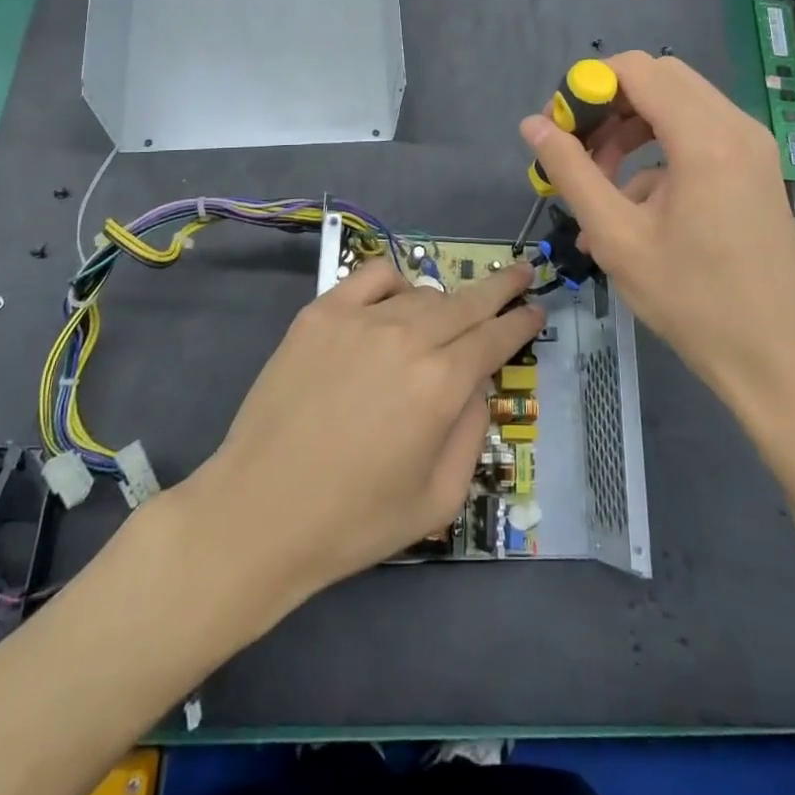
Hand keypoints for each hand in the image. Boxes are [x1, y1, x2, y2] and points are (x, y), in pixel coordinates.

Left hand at [188, 259, 540, 605]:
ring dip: (446, 302)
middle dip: (501, 288)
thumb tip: (475, 383)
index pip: (495, 337)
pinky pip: (373, 277)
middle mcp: (407, 339)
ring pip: (423, 293)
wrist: (259, 513)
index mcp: (442, 385)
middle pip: (468, 301)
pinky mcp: (321, 313)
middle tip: (521, 273)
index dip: (521, 322)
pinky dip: (395, 283)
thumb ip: (470, 431)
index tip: (535, 310)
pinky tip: (396, 302)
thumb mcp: (439, 498)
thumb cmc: (354, 520)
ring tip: (448, 318)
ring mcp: (361, 319)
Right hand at [519, 51, 794, 417]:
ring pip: (678, 105)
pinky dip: (657, 153)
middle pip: (659, 79)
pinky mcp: (755, 168)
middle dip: (608, 105)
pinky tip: (632, 207)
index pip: (636, 70)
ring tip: (597, 182)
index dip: (587, 86)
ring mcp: (752, 147)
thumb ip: (572, 173)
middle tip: (575, 148)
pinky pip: (698, 136)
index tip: (558, 127)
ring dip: (630, 130)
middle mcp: (736, 127)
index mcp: (705, 139)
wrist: (779, 360)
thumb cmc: (694, 302)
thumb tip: (532, 126)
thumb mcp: (618, 238)